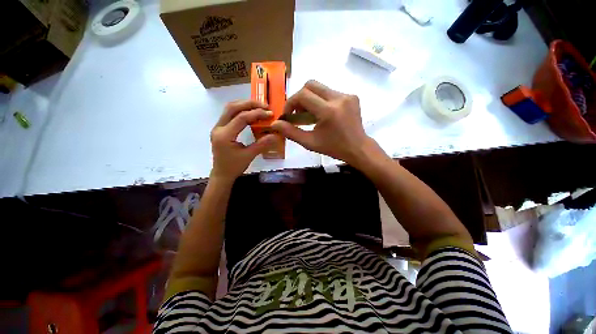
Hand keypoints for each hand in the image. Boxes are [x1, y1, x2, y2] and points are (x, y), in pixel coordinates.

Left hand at [210, 100, 276, 181]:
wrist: (222, 174)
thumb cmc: (234, 167)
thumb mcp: (249, 156)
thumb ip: (262, 144)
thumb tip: (276, 135)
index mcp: (225, 136)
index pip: (241, 118)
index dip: (257, 114)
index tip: (270, 113)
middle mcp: (218, 128)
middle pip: (232, 108)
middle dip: (249, 104)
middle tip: (264, 105)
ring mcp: (217, 127)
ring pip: (229, 109)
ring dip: (244, 105)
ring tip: (259, 107)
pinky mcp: (220, 129)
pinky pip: (229, 114)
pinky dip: (241, 110)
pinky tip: (250, 113)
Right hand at [272, 80, 375, 166]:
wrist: (358, 148)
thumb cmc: (333, 148)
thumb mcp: (310, 143)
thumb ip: (291, 132)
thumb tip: (275, 124)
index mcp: (328, 111)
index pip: (303, 95)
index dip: (291, 102)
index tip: (288, 114)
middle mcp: (339, 98)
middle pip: (311, 84)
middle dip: (300, 97)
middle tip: (298, 112)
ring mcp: (347, 95)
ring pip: (321, 88)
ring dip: (311, 98)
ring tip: (310, 114)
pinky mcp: (352, 96)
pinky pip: (330, 92)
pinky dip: (322, 100)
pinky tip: (323, 113)